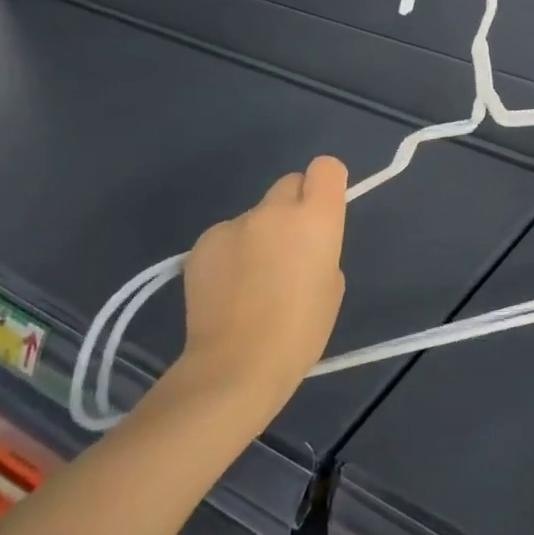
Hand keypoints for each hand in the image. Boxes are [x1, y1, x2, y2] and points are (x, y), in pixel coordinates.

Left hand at [173, 156, 348, 421]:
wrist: (236, 366)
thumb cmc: (300, 331)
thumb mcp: (332, 285)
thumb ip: (320, 248)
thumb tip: (301, 245)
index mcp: (316, 218)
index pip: (326, 168)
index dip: (327, 184)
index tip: (324, 209)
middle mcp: (274, 210)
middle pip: (289, 183)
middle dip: (293, 207)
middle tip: (290, 247)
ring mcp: (233, 225)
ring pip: (255, 215)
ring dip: (259, 234)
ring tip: (253, 280)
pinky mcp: (201, 245)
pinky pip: (226, 237)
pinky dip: (231, 254)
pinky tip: (228, 289)